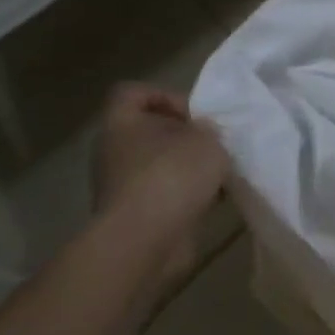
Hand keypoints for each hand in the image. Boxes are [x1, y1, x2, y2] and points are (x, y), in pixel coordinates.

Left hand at [90, 84, 231, 286]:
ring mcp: (121, 185)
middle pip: (150, 130)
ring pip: (159, 164)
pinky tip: (213, 199)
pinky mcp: (134, 214)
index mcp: (121, 124)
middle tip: (214, 143)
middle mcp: (114, 151)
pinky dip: (187, 194)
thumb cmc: (172, 176)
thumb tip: (202, 133)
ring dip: (188, 167)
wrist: (145, 241)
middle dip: (185, 135)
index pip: (132, 92)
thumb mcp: (206, 139)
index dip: (165, 95)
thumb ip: (208, 129)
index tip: (195, 114)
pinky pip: (164, 193)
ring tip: (219, 173)